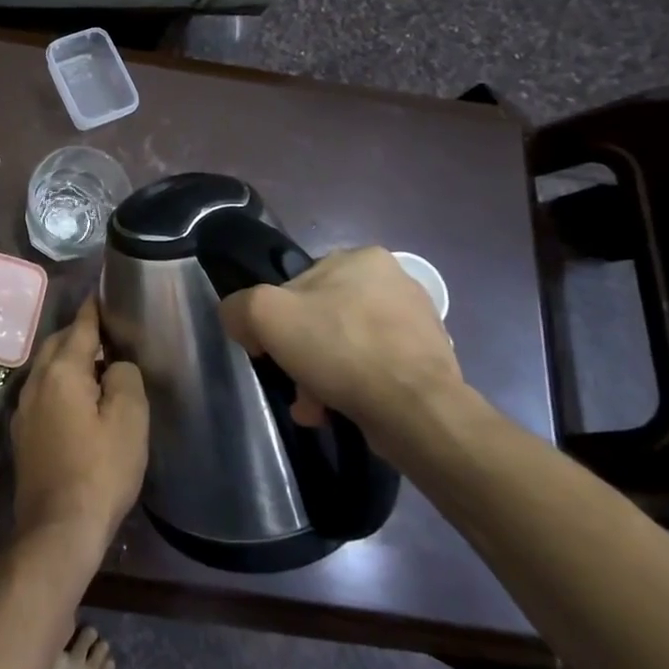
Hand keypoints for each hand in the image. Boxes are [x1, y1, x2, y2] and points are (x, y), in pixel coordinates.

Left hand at [11, 297, 148, 560]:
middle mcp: (35, 381)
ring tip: (96, 364)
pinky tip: (76, 399)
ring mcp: (24, 408)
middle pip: (57, 343)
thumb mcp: (129, 421)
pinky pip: (42, 391)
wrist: (58, 528)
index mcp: (61, 371)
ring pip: (46, 367)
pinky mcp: (22, 432)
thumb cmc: (100, 471)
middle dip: (79, 333)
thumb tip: (114, 364)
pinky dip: (59, 383)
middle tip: (107, 333)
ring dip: (68, 358)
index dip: (94, 309)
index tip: (103, 293)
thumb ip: (125, 378)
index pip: (80, 327)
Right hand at [219, 246, 461, 451]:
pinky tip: (341, 411)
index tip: (270, 350)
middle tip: (293, 384)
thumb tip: (241, 321)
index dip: (276, 318)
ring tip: (315, 407)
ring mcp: (417, 322)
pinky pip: (375, 370)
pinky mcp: (429, 362)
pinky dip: (353, 388)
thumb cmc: (340, 349)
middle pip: (322, 318)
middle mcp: (394, 282)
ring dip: (323, 376)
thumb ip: (239, 307)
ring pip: (346, 346)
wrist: (417, 411)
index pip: (298, 284)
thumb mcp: (265, 314)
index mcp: (362, 257)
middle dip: (302, 354)